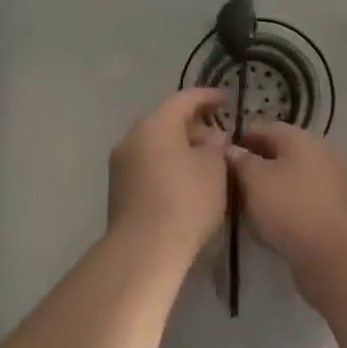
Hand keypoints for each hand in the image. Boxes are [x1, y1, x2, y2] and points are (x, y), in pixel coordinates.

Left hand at [107, 89, 230, 269]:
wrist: (144, 250)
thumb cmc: (186, 201)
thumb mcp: (214, 168)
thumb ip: (216, 145)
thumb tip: (210, 138)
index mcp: (156, 123)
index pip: (185, 98)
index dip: (209, 97)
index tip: (228, 100)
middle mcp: (133, 136)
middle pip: (168, 120)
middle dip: (195, 125)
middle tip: (219, 137)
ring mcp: (121, 163)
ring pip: (156, 143)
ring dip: (180, 147)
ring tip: (204, 161)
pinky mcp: (118, 188)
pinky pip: (148, 164)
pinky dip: (167, 164)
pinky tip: (185, 181)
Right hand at [227, 121, 346, 287]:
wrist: (336, 255)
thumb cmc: (291, 207)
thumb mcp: (256, 180)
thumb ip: (240, 161)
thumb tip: (230, 149)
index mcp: (300, 138)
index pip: (263, 128)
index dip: (239, 138)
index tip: (217, 155)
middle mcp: (317, 154)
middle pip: (277, 153)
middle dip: (252, 166)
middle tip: (226, 183)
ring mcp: (327, 183)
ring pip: (288, 179)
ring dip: (266, 189)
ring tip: (241, 205)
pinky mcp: (330, 211)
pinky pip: (298, 202)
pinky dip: (281, 208)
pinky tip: (264, 224)